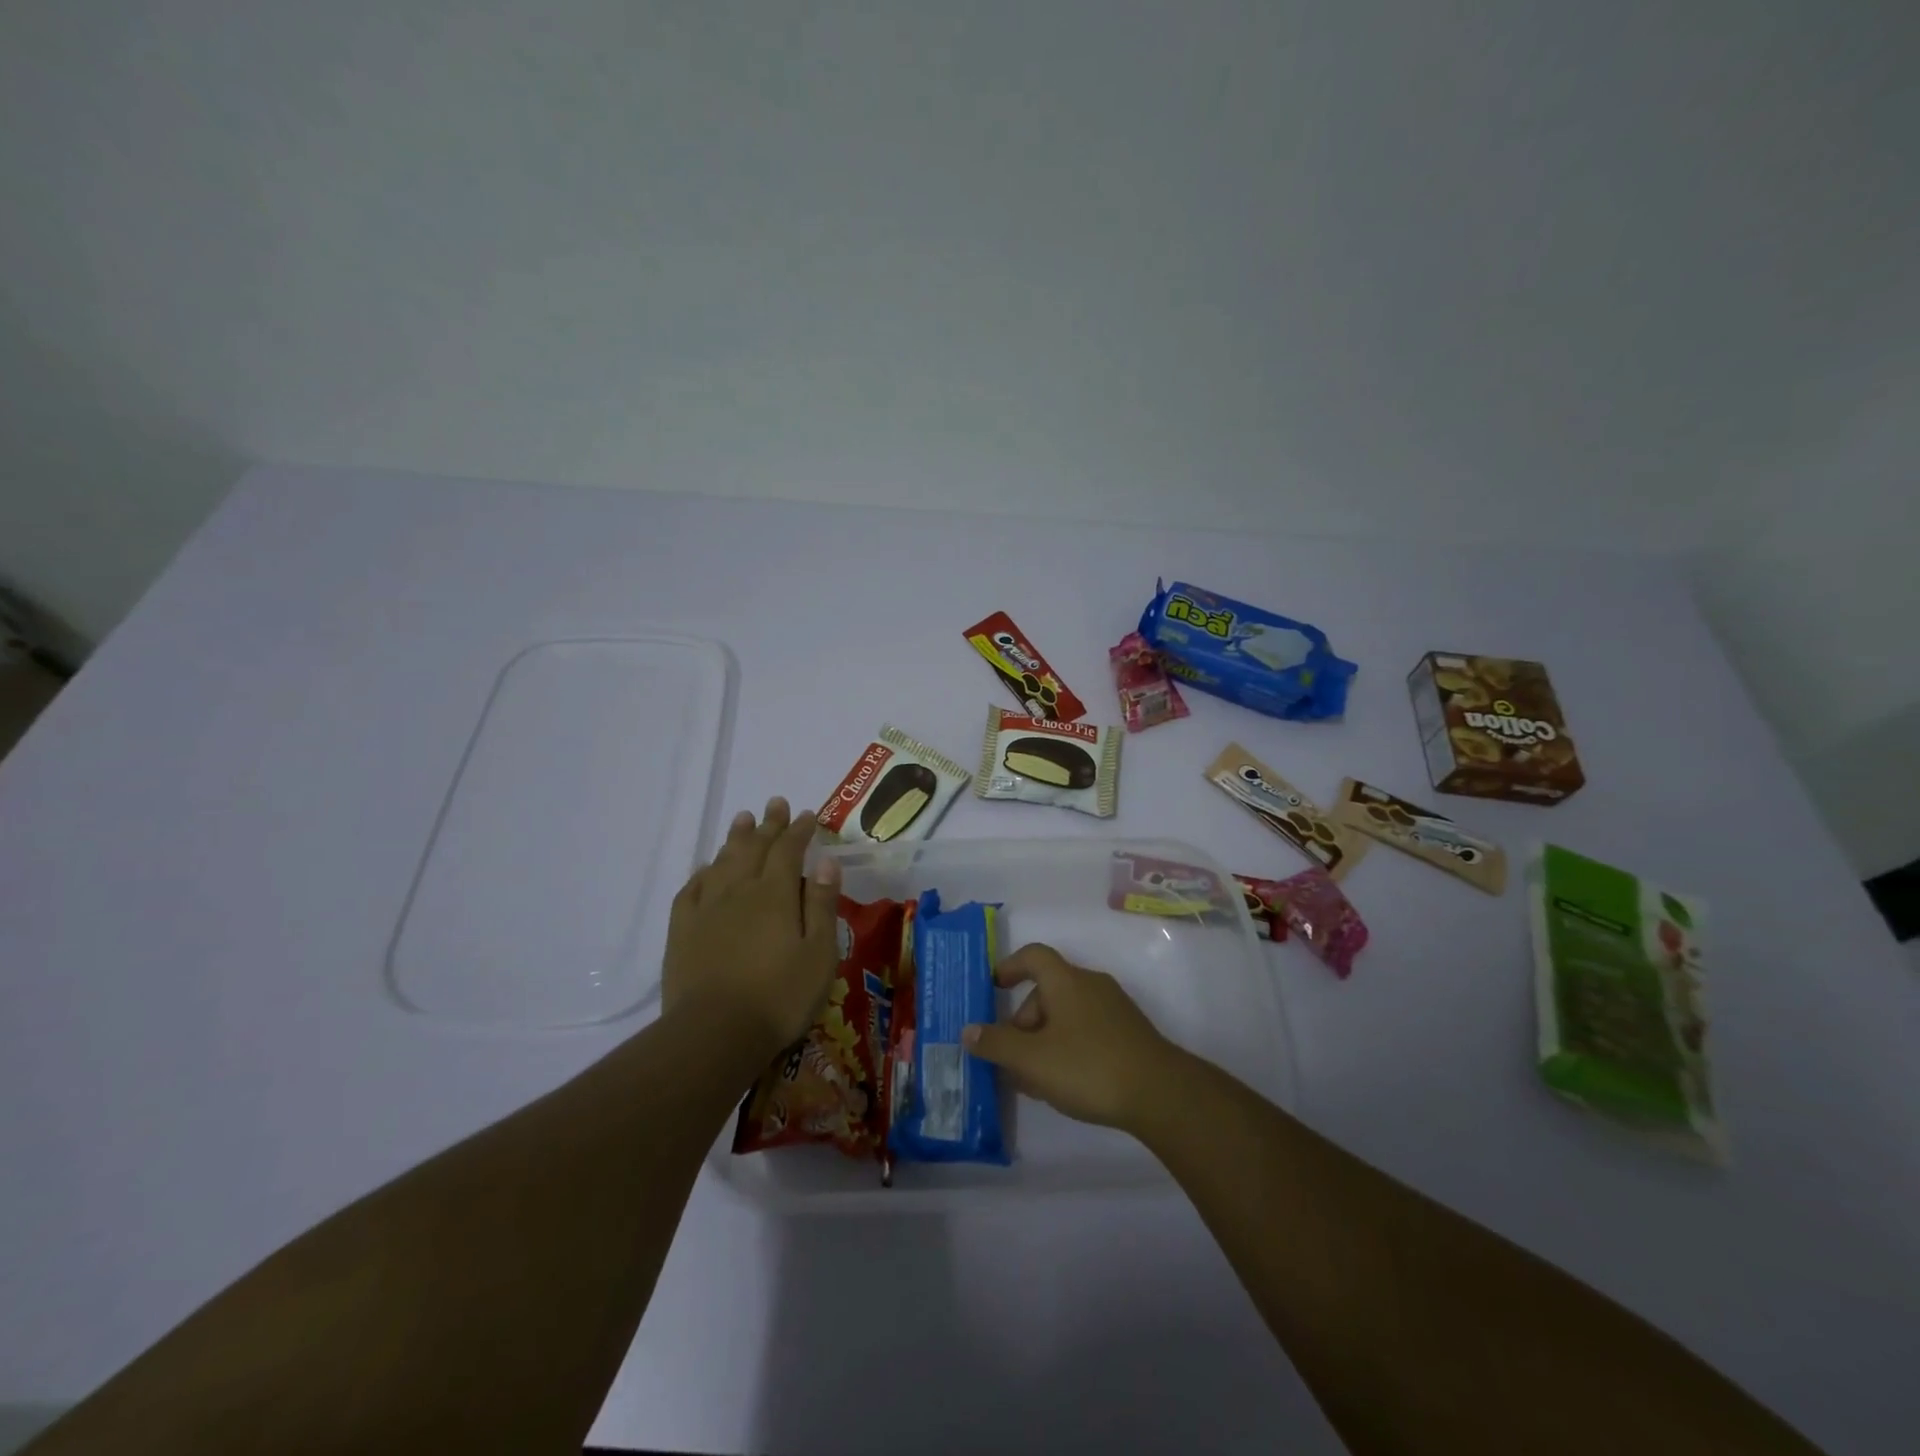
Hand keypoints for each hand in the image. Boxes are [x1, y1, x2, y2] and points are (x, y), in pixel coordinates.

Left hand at [662, 797, 841, 1057]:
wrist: (714, 1034)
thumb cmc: (779, 996)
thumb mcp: (819, 953)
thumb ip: (821, 904)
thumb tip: (826, 862)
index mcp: (775, 894)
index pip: (789, 850)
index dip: (799, 830)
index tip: (808, 814)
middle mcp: (739, 891)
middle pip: (754, 848)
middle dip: (768, 824)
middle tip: (775, 803)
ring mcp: (706, 909)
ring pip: (722, 862)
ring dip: (735, 838)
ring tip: (742, 819)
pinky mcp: (682, 931)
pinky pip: (691, 889)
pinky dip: (702, 873)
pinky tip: (707, 869)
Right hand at [961, 943, 1179, 1132]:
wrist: (1159, 1093)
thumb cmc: (1088, 1066)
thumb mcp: (1032, 1060)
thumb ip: (996, 1044)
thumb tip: (968, 1031)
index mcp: (1066, 980)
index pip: (1033, 955)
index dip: (1010, 966)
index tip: (993, 987)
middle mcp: (1090, 984)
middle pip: (1047, 990)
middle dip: (1023, 1021)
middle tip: (1011, 1057)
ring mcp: (1114, 1008)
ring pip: (1067, 1013)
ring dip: (1044, 1038)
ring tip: (1035, 1079)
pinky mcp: (1129, 1033)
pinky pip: (1087, 1029)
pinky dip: (1068, 1046)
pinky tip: (1065, 1083)